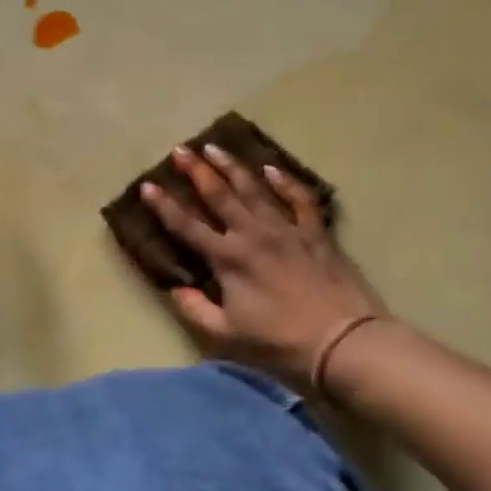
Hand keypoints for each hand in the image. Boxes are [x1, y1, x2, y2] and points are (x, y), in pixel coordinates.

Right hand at [140, 145, 384, 387]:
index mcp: (228, 259)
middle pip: (219, 195)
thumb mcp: (228, 336)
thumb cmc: (280, 343)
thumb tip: (174, 289)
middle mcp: (253, 234)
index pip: (188, 226)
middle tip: (181, 149)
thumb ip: (196, 310)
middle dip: (196, 171)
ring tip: (215, 147)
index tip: (147, 186)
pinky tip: (271, 168)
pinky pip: (299, 199)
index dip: (164, 206)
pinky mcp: (315, 232)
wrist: (343, 342)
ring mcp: (286, 229)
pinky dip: (285, 182)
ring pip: (254, 188)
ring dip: (232, 166)